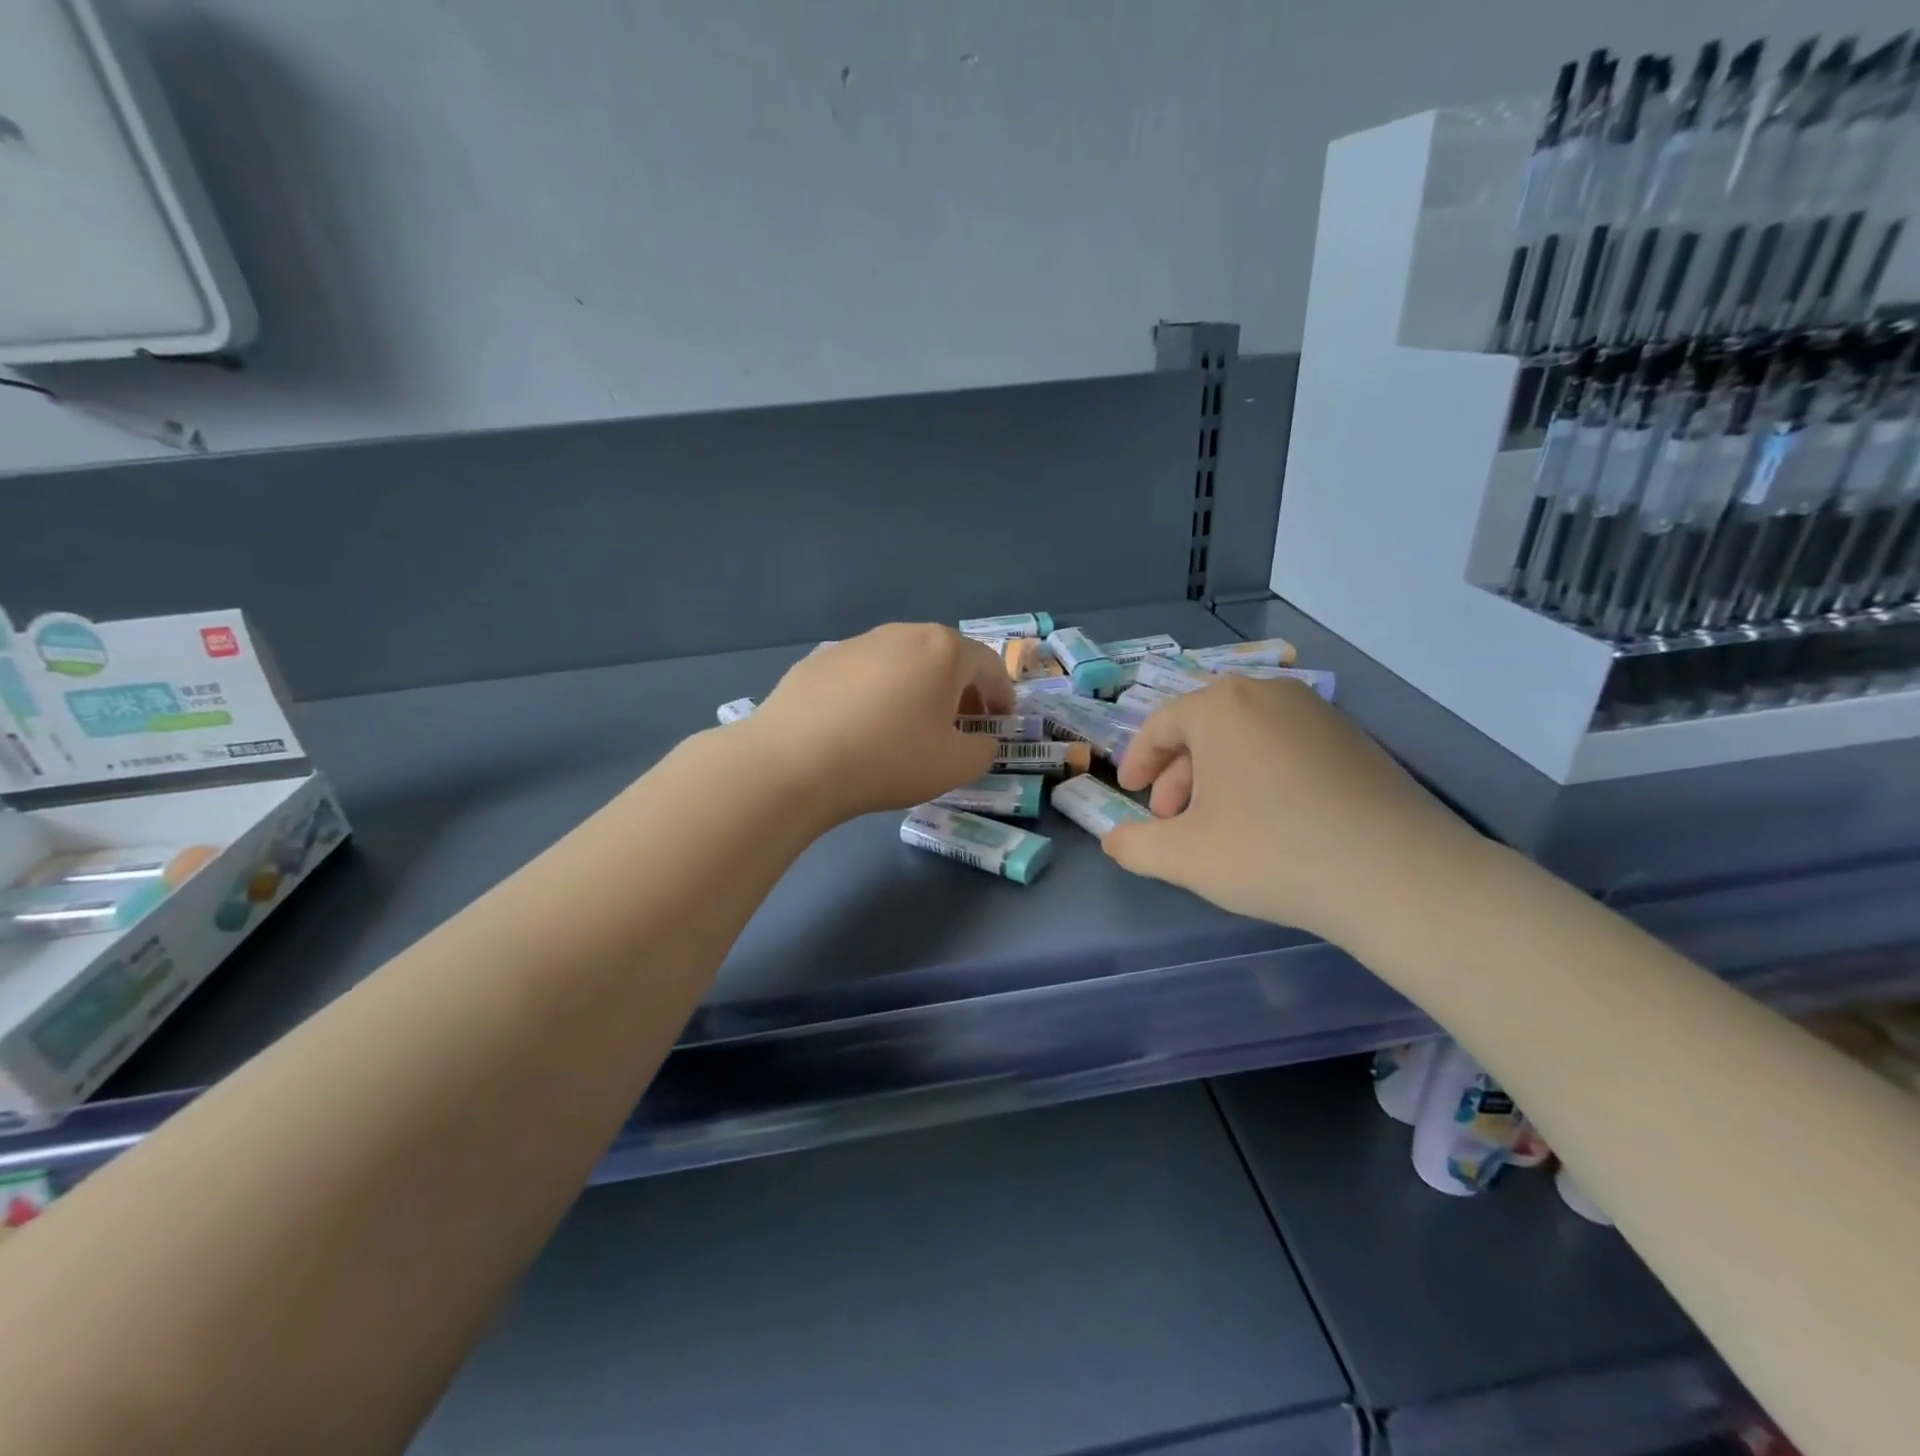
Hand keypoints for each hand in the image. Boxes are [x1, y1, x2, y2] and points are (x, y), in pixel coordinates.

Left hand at [734, 624, 1014, 823]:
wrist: (793, 762)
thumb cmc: (888, 759)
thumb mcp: (955, 766)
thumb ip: (983, 749)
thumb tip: (980, 740)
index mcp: (942, 650)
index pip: (988, 665)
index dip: (1002, 695)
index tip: (1002, 721)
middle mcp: (901, 634)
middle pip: (944, 657)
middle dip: (960, 689)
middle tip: (962, 723)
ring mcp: (855, 643)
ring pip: (901, 662)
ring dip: (917, 688)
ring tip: (911, 725)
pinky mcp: (818, 661)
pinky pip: (863, 674)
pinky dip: (876, 693)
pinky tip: (863, 726)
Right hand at [1101, 676, 1486, 944]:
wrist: (1399, 875)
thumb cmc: (1272, 853)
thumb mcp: (1183, 857)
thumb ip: (1133, 845)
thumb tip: (1113, 840)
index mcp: (1221, 707)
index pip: (1160, 725)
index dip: (1138, 762)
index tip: (1132, 795)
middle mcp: (1268, 694)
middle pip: (1204, 729)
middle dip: (1178, 776)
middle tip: (1172, 821)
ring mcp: (1318, 713)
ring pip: (1246, 738)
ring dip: (1218, 778)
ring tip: (1219, 826)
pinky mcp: (1355, 740)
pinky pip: (1286, 748)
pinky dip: (1261, 777)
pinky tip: (1271, 823)